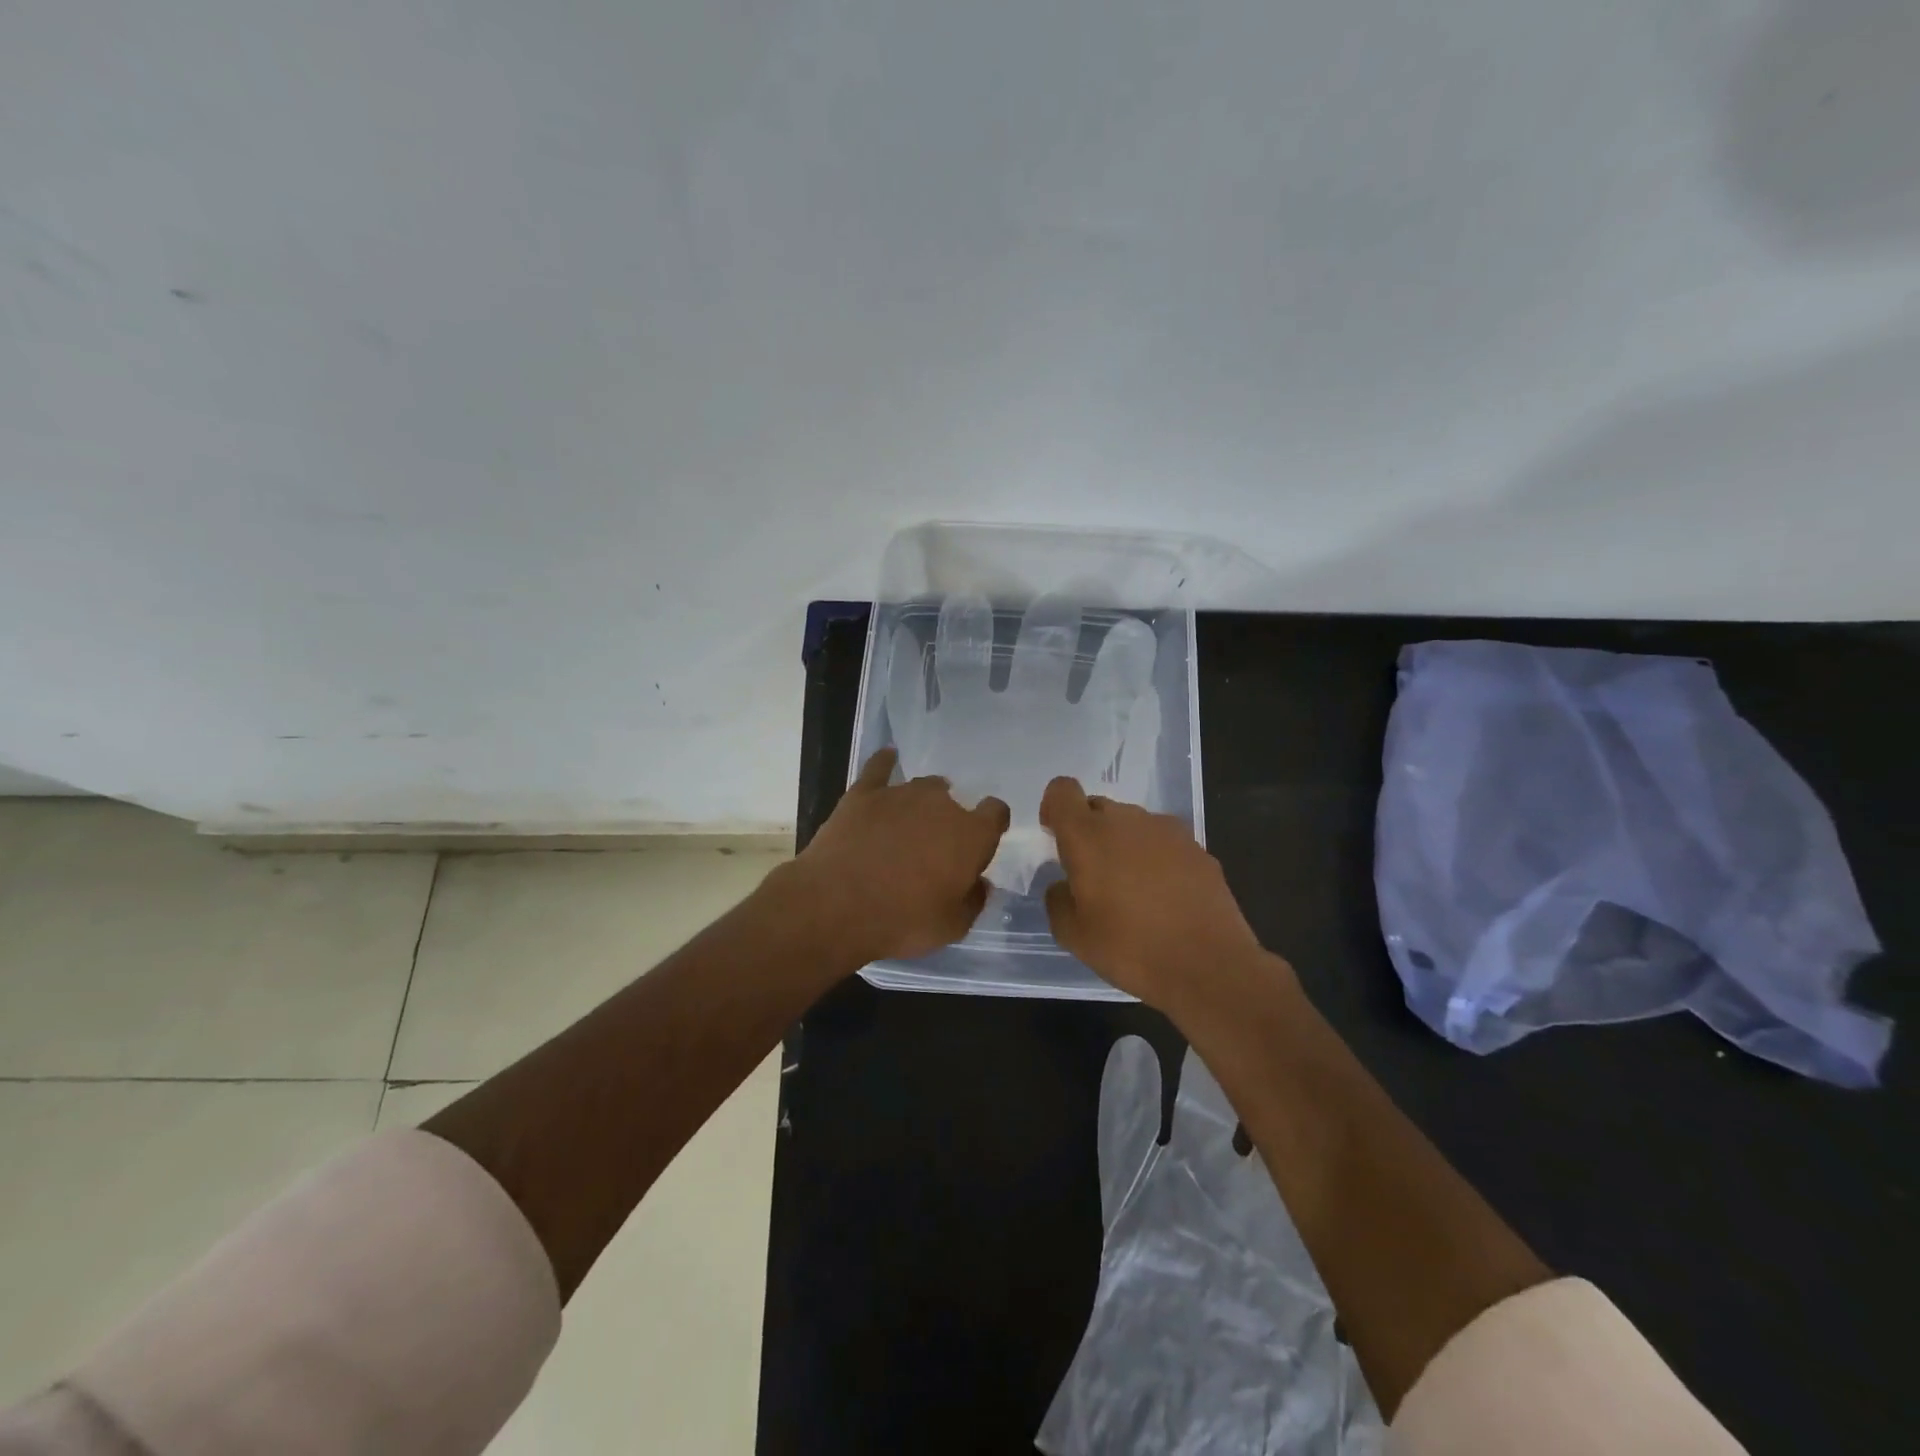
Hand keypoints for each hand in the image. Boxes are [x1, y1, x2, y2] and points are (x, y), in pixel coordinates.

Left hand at [789, 748, 1009, 964]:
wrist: (836, 906)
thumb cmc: (903, 921)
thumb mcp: (952, 926)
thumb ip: (973, 900)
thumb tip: (979, 883)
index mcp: (971, 835)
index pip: (996, 812)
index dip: (991, 823)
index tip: (982, 839)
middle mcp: (941, 804)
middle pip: (954, 801)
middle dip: (949, 819)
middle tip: (934, 847)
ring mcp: (900, 793)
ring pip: (922, 787)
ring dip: (922, 801)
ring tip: (911, 820)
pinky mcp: (863, 793)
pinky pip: (879, 768)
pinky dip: (885, 763)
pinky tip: (888, 757)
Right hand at [1041, 776, 1276, 1013]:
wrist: (1210, 966)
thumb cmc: (1130, 948)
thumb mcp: (1074, 936)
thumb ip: (1058, 901)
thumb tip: (1064, 886)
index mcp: (1088, 835)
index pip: (1062, 791)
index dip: (1055, 808)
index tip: (1056, 838)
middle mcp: (1127, 821)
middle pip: (1098, 807)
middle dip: (1089, 832)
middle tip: (1092, 876)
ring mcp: (1167, 831)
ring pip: (1132, 825)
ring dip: (1123, 845)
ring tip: (1132, 891)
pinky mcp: (1198, 848)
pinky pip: (1163, 842)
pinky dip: (1155, 859)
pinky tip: (1164, 898)